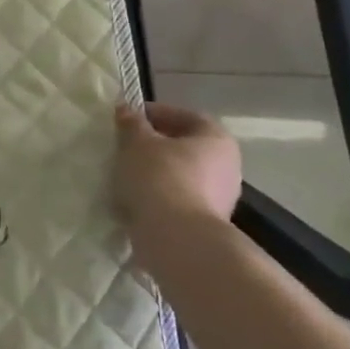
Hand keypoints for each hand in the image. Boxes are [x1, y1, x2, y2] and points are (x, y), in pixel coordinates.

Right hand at [113, 100, 242, 268]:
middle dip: (153, 145)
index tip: (128, 119)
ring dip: (153, 172)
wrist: (176, 239)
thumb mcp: (137, 141)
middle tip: (124, 144)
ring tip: (123, 173)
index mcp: (217, 139)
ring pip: (179, 175)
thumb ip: (131, 123)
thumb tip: (126, 109)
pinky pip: (176, 200)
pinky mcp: (205, 224)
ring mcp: (219, 199)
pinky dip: (156, 196)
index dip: (156, 113)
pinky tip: (132, 199)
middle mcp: (226, 167)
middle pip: (184, 147)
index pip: (186, 116)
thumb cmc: (160, 177)